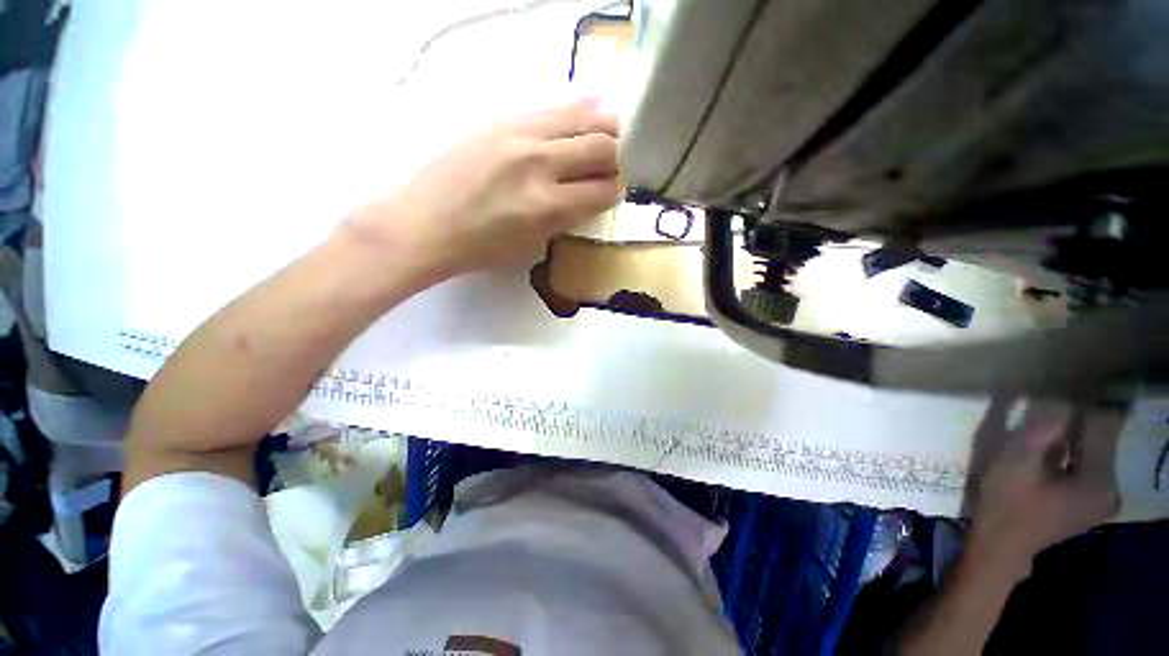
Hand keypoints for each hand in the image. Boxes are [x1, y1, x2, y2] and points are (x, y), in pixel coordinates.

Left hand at [347, 99, 621, 282]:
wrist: (424, 225)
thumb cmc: (479, 248)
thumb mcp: (531, 244)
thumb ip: (565, 218)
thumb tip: (589, 196)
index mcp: (549, 206)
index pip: (603, 190)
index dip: (616, 190)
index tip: (615, 191)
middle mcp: (541, 165)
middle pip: (602, 147)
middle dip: (618, 157)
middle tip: (616, 164)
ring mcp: (520, 135)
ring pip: (582, 118)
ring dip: (605, 128)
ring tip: (611, 134)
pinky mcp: (502, 121)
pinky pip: (552, 108)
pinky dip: (577, 111)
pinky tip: (589, 111)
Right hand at [968, 401, 1120, 578]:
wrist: (999, 547)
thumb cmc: (1005, 504)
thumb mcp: (1016, 462)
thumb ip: (1041, 430)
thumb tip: (1058, 395)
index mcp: (1100, 480)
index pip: (1102, 422)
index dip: (1079, 403)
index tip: (1052, 395)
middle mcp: (1112, 487)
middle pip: (1101, 436)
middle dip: (1074, 420)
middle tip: (1041, 410)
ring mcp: (1102, 497)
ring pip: (1093, 449)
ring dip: (1069, 435)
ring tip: (1040, 429)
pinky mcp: (1090, 501)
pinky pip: (1087, 463)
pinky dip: (1069, 451)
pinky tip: (1046, 452)